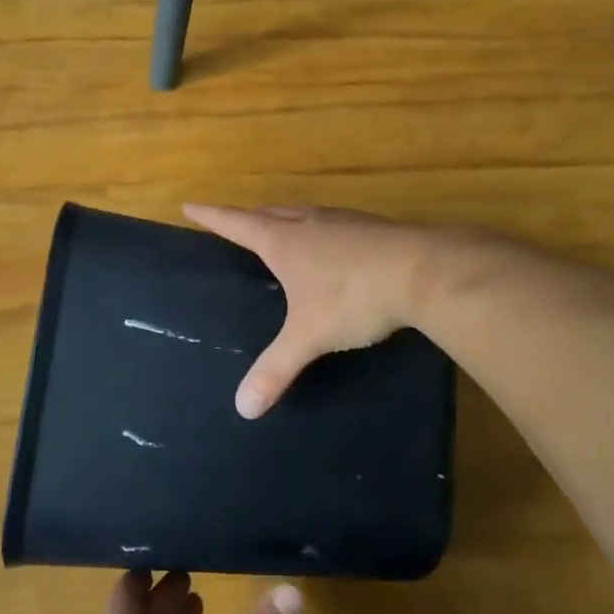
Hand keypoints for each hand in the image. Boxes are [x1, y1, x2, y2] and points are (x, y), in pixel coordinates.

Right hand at [185, 203, 433, 417]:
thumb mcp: (309, 336)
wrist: (423, 272)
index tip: (190, 205)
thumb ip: (276, 369)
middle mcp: (309, 224)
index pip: (236, 224)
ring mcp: (343, 222)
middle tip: (236, 221)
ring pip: (304, 213)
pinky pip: (334, 223)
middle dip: (249, 216)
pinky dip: (321, 229)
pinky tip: (334, 244)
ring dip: (286, 218)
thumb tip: (243, 409)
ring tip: (281, 228)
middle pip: (270, 213)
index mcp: (284, 242)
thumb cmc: (354, 298)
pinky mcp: (373, 228)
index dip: (211, 216)